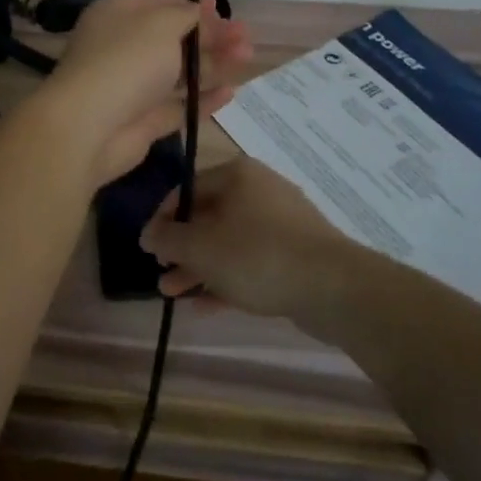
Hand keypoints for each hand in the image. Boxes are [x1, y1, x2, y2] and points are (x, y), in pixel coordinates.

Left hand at [39, 0, 251, 187]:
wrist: (89, 126)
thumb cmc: (126, 61)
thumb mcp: (160, 24)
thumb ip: (187, 16)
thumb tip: (201, 13)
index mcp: (119, 15)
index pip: (159, 3)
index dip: (192, 5)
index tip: (222, 9)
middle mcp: (124, 47)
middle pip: (174, 38)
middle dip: (211, 35)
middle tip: (246, 36)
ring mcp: (133, 86)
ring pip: (179, 72)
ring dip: (214, 63)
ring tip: (247, 58)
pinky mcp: (143, 120)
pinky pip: (178, 105)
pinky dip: (203, 98)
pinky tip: (231, 93)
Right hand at [139, 157, 356, 317]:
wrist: (333, 287)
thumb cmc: (256, 255)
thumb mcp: (200, 247)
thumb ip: (167, 239)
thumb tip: (147, 234)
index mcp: (236, 175)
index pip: (186, 189)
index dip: (162, 219)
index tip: (148, 248)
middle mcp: (259, 190)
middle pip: (208, 217)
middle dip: (180, 249)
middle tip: (160, 274)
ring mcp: (281, 223)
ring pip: (228, 242)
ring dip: (199, 267)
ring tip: (173, 294)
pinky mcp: (296, 254)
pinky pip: (251, 262)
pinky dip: (227, 279)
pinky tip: (205, 306)